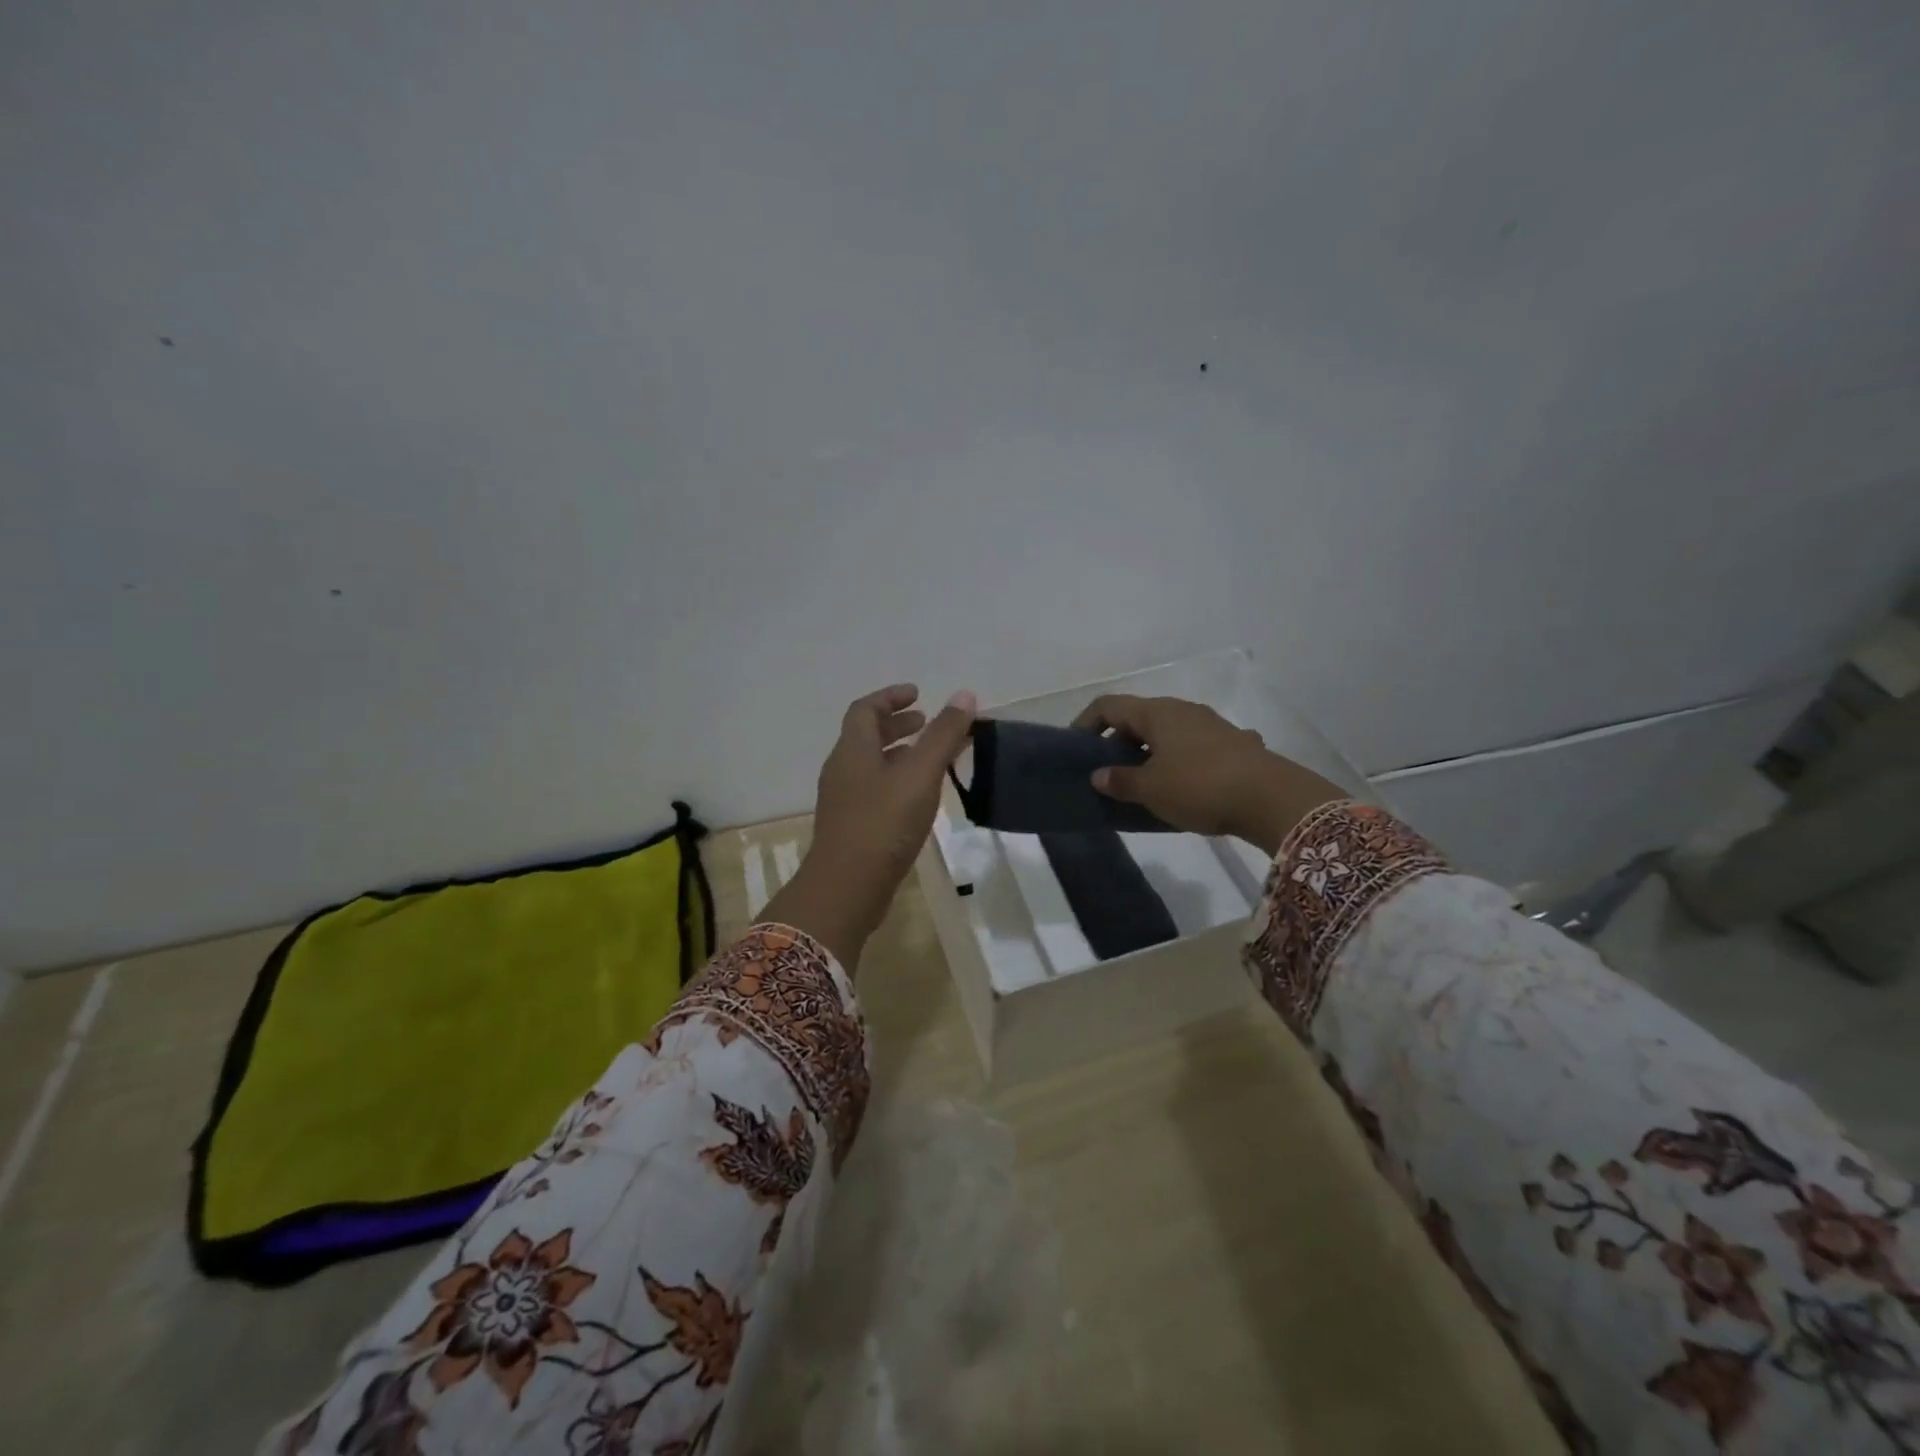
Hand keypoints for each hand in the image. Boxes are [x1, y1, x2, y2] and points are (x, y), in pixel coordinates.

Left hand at [763, 684, 976, 967]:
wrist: (846, 889)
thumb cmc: (883, 824)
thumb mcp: (920, 775)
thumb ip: (942, 735)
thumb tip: (964, 695)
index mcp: (853, 750)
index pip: (866, 709)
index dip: (891, 697)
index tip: (918, 694)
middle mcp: (842, 769)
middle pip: (866, 735)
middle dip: (897, 725)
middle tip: (927, 723)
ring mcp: (843, 800)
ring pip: (871, 764)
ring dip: (898, 754)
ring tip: (929, 758)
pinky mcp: (850, 826)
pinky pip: (873, 789)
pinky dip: (896, 780)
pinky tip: (918, 797)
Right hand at [1070, 694, 1343, 854]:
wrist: (1272, 798)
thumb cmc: (1199, 787)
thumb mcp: (1151, 790)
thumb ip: (1120, 781)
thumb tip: (1098, 776)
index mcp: (1157, 714)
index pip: (1109, 706)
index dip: (1086, 722)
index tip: (1076, 747)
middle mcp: (1183, 710)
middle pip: (1139, 717)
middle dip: (1118, 741)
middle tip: (1107, 771)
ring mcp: (1212, 724)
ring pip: (1168, 732)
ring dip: (1149, 751)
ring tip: (1143, 781)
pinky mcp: (1234, 744)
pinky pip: (1194, 747)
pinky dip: (1179, 760)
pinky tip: (1184, 785)